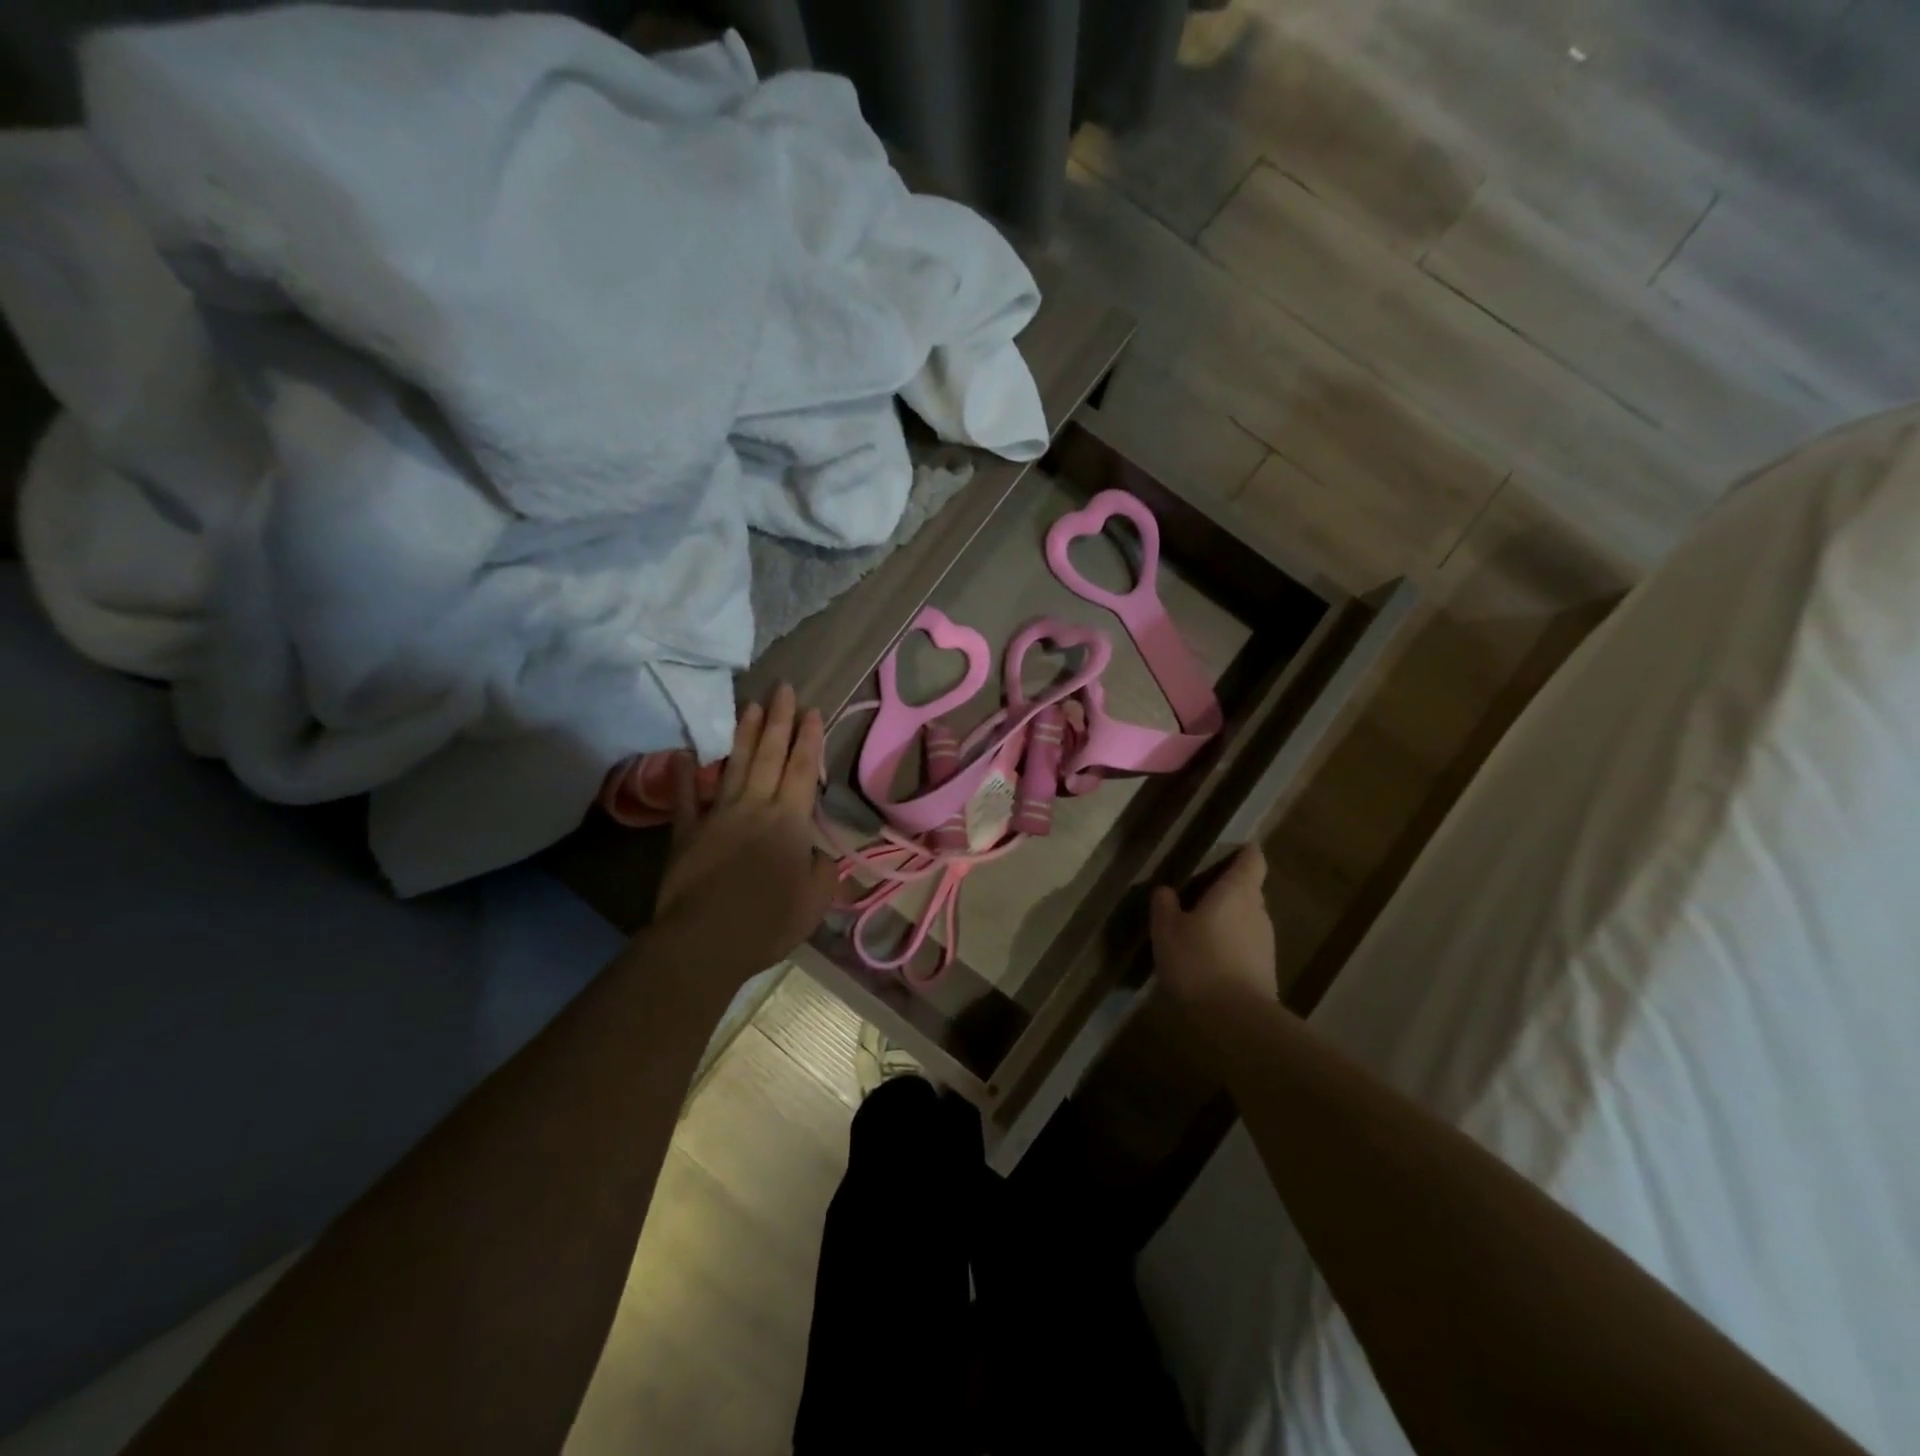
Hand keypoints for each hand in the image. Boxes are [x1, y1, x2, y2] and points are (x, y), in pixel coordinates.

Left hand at [652, 683, 837, 984]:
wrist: (707, 939)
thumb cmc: (770, 920)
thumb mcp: (816, 900)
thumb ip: (822, 870)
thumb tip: (817, 854)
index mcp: (790, 821)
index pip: (802, 769)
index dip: (809, 739)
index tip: (811, 710)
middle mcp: (756, 806)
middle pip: (770, 755)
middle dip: (779, 720)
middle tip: (783, 688)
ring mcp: (718, 815)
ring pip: (734, 765)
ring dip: (744, 734)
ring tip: (750, 705)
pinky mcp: (687, 832)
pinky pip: (686, 798)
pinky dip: (685, 775)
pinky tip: (685, 753)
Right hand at [1150, 845, 1277, 1020]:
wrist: (1236, 1020)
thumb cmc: (1198, 962)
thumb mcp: (1167, 930)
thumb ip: (1165, 905)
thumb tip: (1166, 890)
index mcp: (1237, 892)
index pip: (1252, 860)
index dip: (1244, 852)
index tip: (1230, 849)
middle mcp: (1258, 911)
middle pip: (1248, 890)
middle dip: (1227, 889)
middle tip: (1198, 893)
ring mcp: (1265, 942)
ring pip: (1246, 919)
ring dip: (1227, 919)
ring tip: (1198, 928)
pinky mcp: (1265, 969)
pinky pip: (1246, 944)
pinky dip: (1230, 944)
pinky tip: (1208, 958)